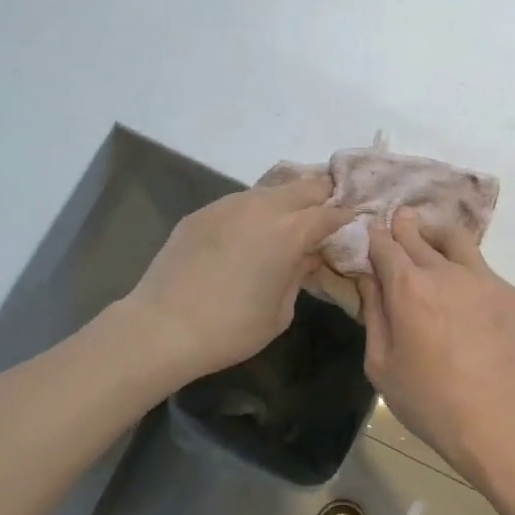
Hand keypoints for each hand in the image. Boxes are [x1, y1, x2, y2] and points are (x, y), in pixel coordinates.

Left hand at [123, 177, 354, 384]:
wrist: (163, 327)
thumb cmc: (231, 328)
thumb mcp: (280, 312)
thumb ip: (299, 275)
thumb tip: (307, 256)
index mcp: (290, 231)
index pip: (330, 213)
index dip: (344, 217)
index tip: (351, 223)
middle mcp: (262, 207)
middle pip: (304, 186)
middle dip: (321, 197)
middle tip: (326, 212)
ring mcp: (228, 204)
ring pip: (270, 189)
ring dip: (286, 200)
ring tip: (288, 219)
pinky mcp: (203, 212)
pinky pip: (239, 202)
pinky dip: (253, 211)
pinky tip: (248, 232)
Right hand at [360, 209, 514, 481]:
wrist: (495, 420)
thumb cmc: (427, 400)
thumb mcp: (380, 363)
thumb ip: (373, 313)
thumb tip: (369, 279)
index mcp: (408, 287)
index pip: (386, 245)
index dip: (375, 237)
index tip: (371, 233)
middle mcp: (444, 271)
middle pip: (418, 234)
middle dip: (403, 227)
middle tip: (397, 223)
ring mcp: (482, 278)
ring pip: (455, 238)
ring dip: (436, 234)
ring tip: (429, 241)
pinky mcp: (508, 292)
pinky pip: (480, 266)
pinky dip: (464, 265)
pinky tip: (460, 287)